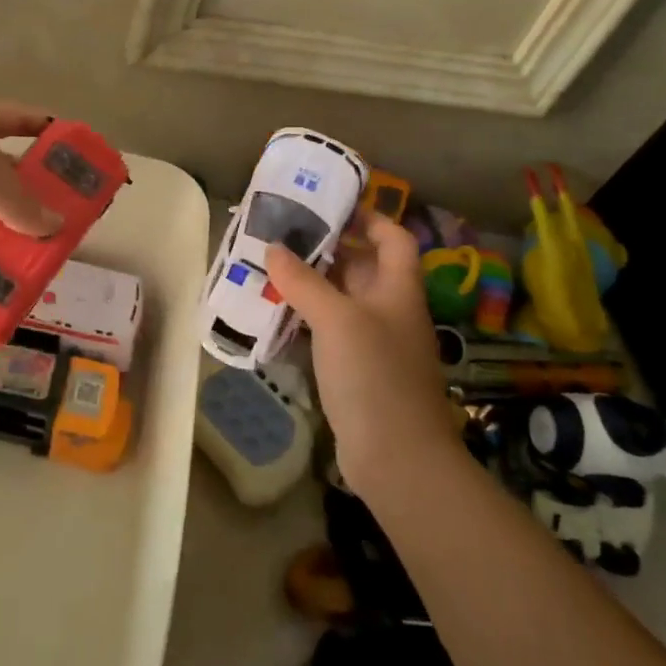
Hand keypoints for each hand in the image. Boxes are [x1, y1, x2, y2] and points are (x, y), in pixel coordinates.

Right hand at [265, 210, 456, 493]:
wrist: (398, 459)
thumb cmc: (375, 376)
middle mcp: (390, 310)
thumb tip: (273, 247)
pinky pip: (329, 332)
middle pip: (361, 266)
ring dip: (308, 285)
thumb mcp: (337, 320)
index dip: (368, 217)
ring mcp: (374, 343)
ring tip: (266, 269)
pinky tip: (273, 316)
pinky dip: (305, 320)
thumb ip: (303, 281)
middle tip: (279, 236)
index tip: (327, 206)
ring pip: (340, 300)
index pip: (393, 238)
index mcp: (398, 289)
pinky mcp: (356, 371)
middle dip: (324, 249)